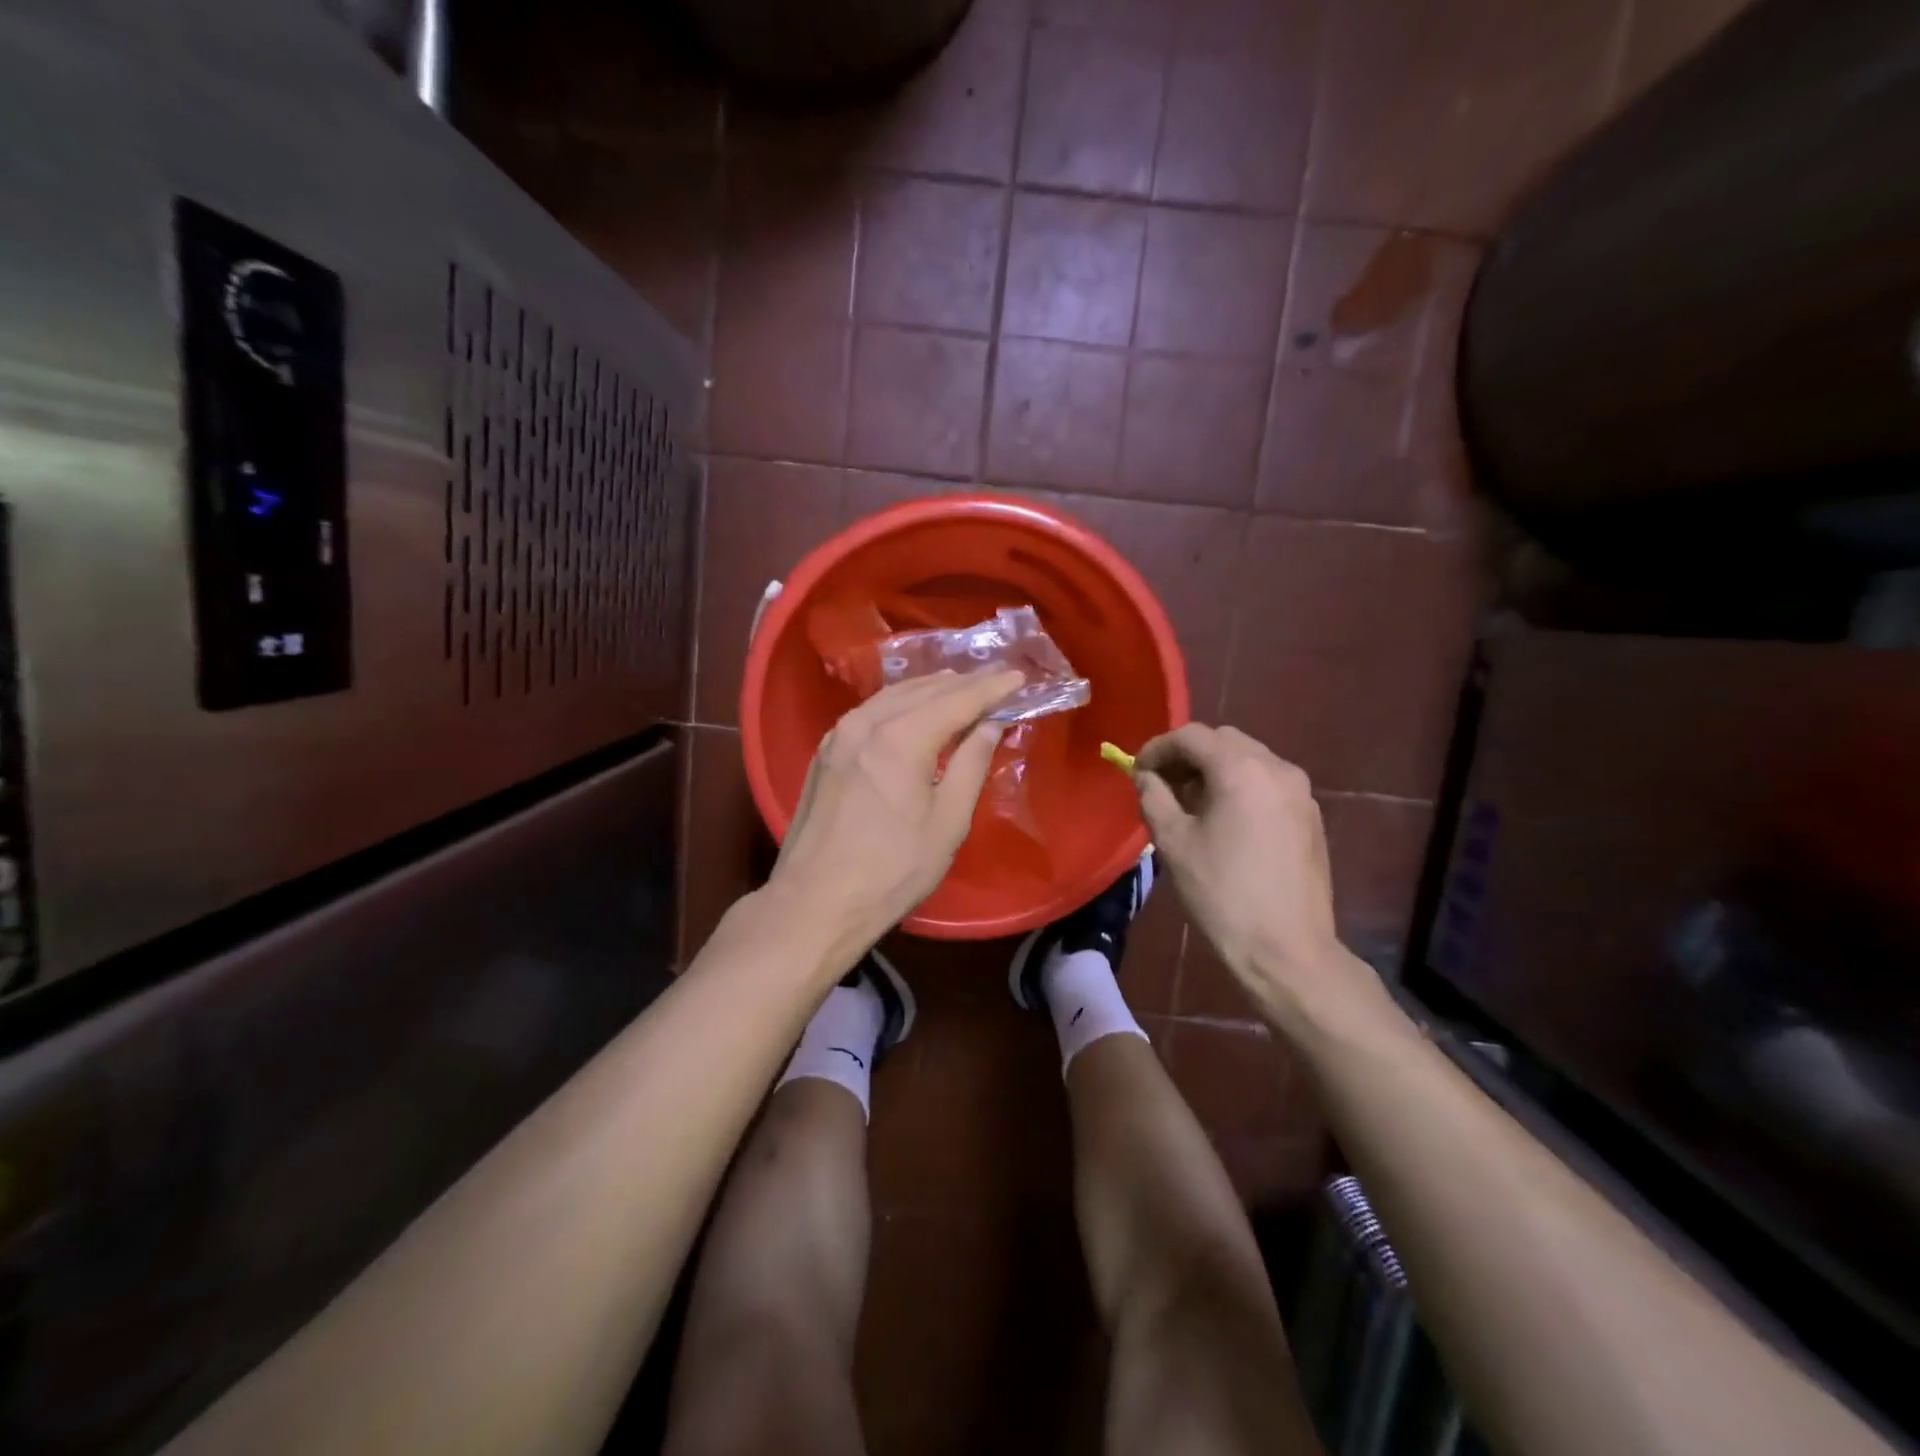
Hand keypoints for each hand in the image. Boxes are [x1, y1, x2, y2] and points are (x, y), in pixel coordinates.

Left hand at [768, 669, 1024, 966]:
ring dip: (930, 688)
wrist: (815, 903)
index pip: (957, 699)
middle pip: (923, 690)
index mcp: (901, 738)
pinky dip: (900, 703)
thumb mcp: (947, 822)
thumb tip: (990, 724)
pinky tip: (914, 709)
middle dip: (963, 684)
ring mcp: (839, 734)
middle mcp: (866, 723)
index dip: (991, 688)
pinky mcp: (826, 751)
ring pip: (893, 696)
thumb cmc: (892, 871)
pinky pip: (871, 711)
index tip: (1019, 677)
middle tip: (996, 680)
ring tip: (961, 687)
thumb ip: (971, 765)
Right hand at [1135, 724, 1375, 1029]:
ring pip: (1248, 759)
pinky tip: (1224, 820)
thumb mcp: (1173, 843)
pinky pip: (1268, 782)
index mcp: (1241, 770)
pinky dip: (1240, 786)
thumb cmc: (1222, 894)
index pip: (1192, 736)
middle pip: (1223, 741)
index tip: (1137, 771)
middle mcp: (1277, 768)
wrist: (1287, 950)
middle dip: (1188, 755)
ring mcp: (1301, 792)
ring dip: (1215, 769)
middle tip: (1162, 785)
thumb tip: (1146, 776)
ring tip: (1191, 804)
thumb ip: (1154, 797)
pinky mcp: (1311, 816)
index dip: (1158, 748)